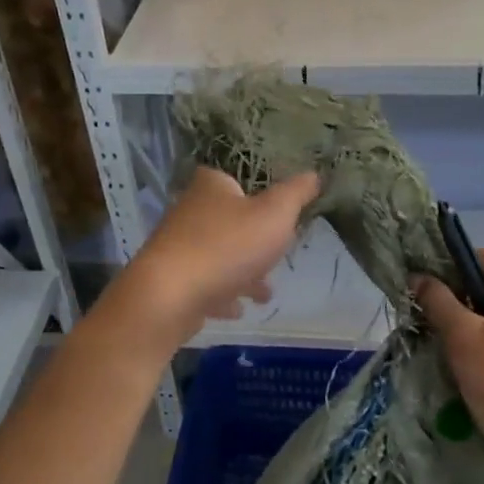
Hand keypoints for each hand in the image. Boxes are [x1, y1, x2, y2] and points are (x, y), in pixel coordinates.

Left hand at [127, 168, 319, 338]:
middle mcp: (190, 211)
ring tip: (264, 293)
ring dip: (242, 272)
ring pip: (218, 256)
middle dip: (255, 242)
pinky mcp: (171, 280)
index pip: (237, 180)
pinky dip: (221, 294)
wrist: (169, 296)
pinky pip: (203, 284)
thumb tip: (314, 174)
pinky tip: (237, 309)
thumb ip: (296, 194)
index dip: (259, 195)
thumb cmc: (228, 246)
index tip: (279, 215)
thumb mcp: (275, 214)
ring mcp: (177, 246)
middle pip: (230, 221)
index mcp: (212, 186)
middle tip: (277, 256)